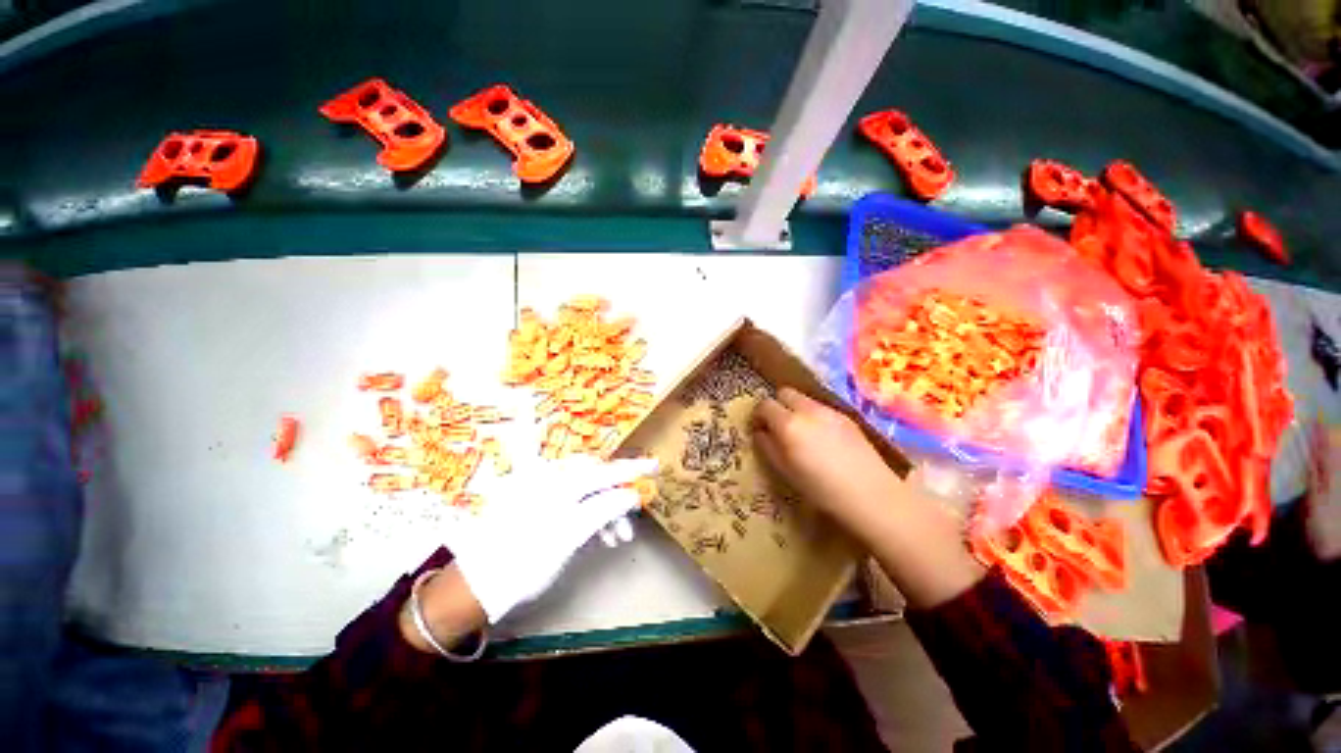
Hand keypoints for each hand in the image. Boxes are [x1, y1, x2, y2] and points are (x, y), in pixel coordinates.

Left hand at [444, 455, 658, 623]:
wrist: (480, 584)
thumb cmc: (526, 559)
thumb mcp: (571, 534)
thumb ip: (603, 509)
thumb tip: (631, 495)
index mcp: (560, 483)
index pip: (605, 471)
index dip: (632, 469)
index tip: (655, 466)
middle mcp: (553, 479)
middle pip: (598, 479)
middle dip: (618, 498)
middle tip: (631, 522)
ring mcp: (546, 491)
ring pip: (589, 493)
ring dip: (606, 511)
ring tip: (617, 538)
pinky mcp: (543, 504)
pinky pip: (577, 502)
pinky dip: (592, 516)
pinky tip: (600, 535)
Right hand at [751, 388, 982, 607]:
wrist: (872, 495)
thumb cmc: (822, 490)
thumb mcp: (786, 472)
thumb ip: (768, 447)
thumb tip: (760, 432)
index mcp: (789, 424)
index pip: (765, 405)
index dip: (758, 415)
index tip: (759, 428)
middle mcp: (808, 410)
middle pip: (784, 393)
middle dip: (777, 405)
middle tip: (778, 427)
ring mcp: (830, 411)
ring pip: (804, 398)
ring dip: (796, 409)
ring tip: (802, 433)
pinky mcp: (847, 416)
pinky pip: (821, 407)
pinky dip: (814, 415)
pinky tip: (823, 438)